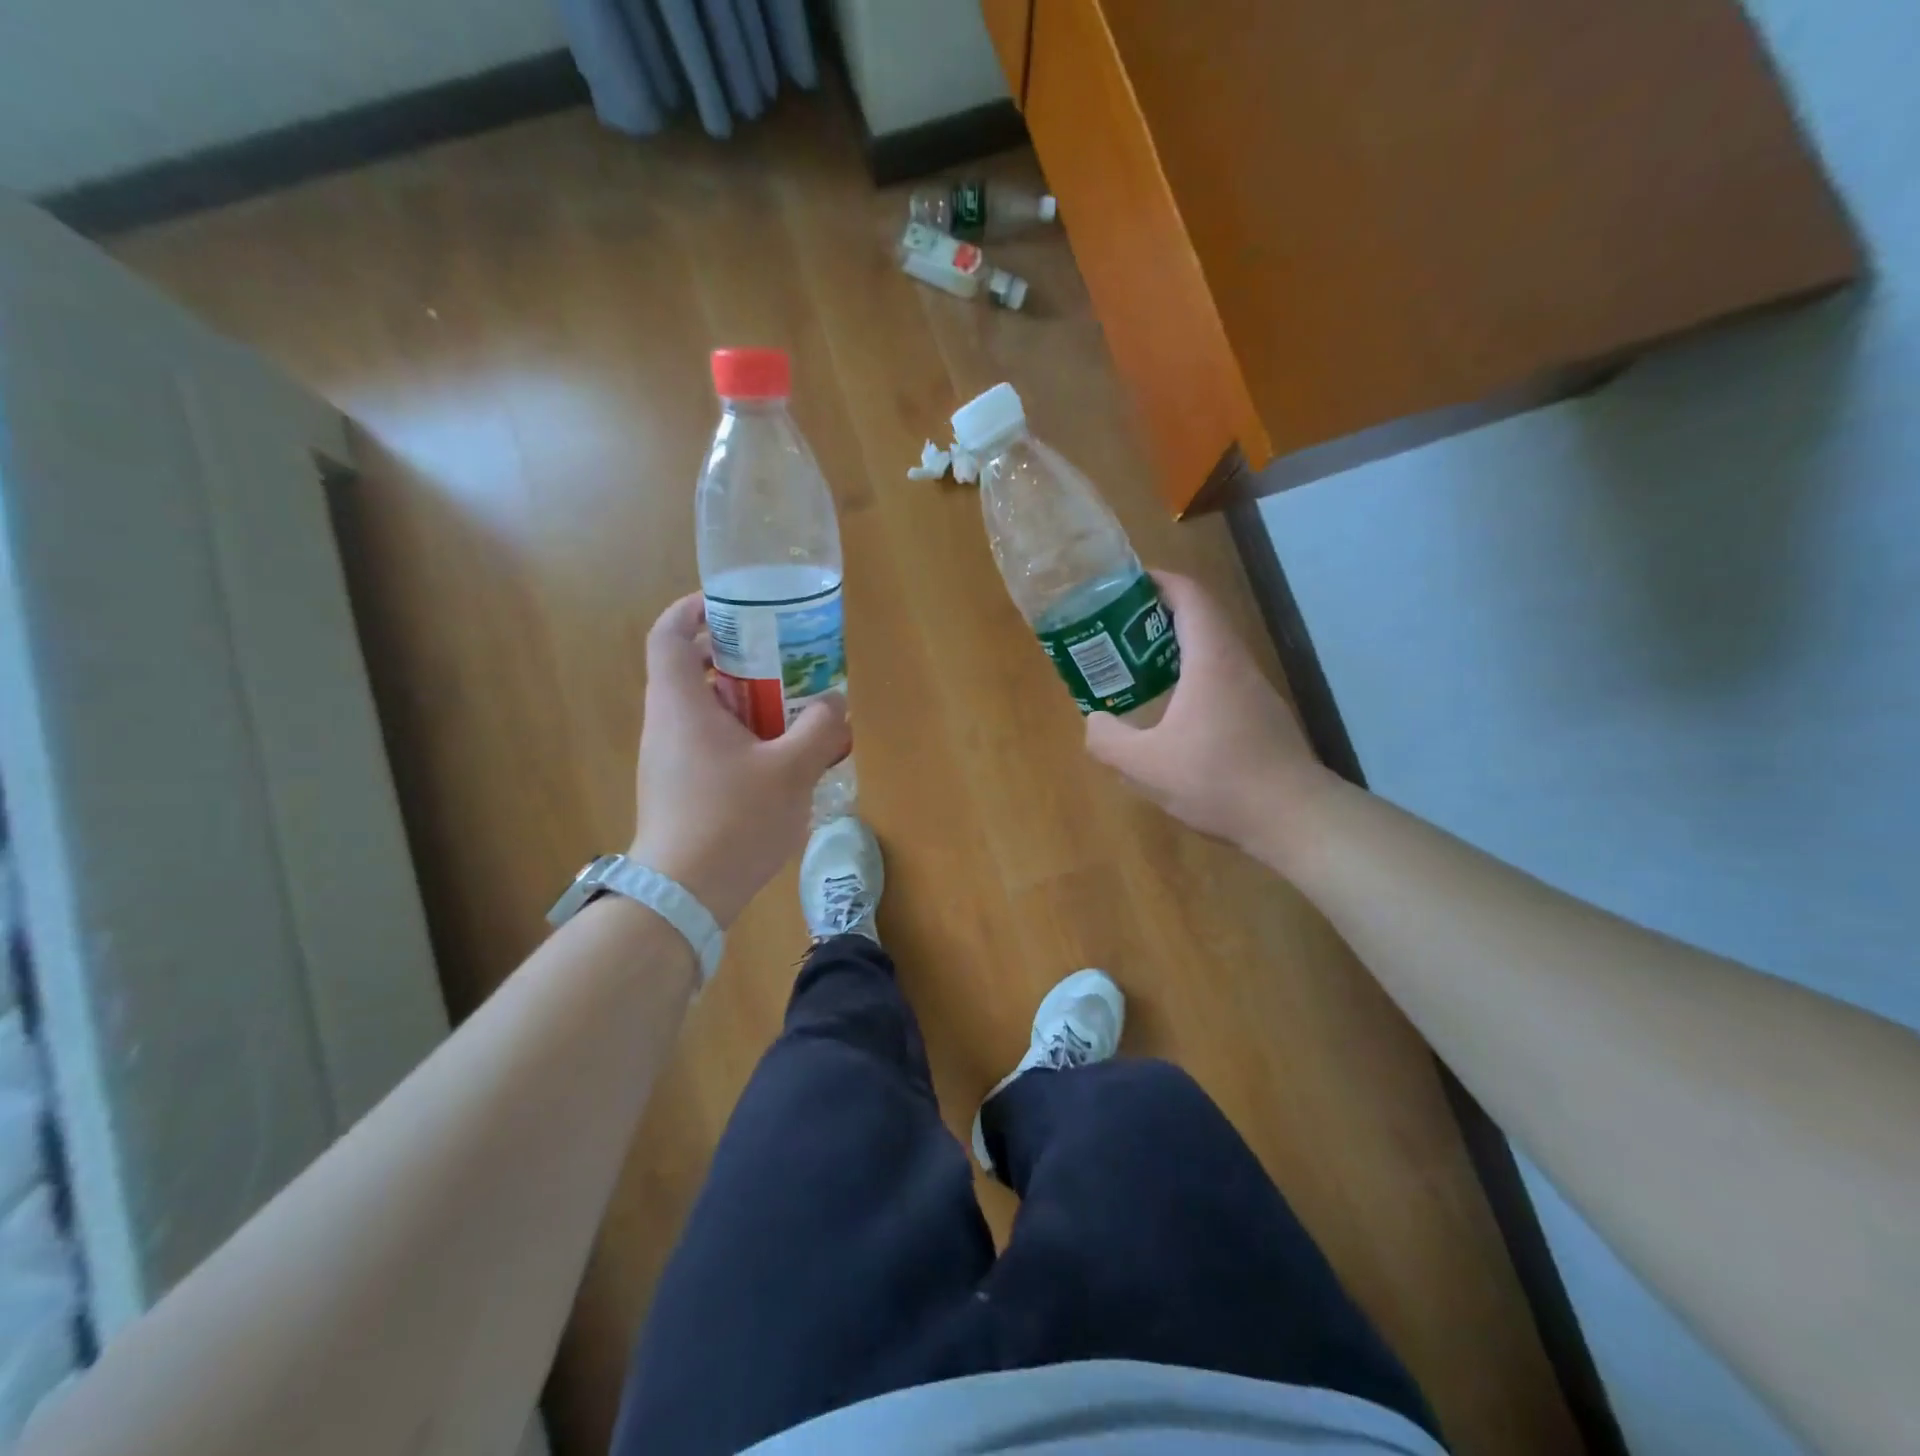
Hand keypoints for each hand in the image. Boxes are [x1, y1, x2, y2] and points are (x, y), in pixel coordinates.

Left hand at [628, 594, 850, 926]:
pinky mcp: (680, 789)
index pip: (670, 634)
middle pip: (693, 669)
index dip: (695, 609)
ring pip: (706, 711)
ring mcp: (669, 760)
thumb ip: (819, 728)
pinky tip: (782, 760)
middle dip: (739, 657)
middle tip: (784, 658)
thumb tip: (834, 703)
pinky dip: (743, 736)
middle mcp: (667, 724)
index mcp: (682, 704)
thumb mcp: (791, 770)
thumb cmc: (732, 820)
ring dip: (747, 701)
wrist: (684, 897)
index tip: (735, 605)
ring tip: (794, 709)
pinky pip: (710, 744)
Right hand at [1084, 571, 1327, 854]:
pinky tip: (1170, 713)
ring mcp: (1255, 692)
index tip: (1126, 583)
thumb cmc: (1219, 780)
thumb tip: (1095, 720)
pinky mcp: (1262, 717)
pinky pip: (1220, 680)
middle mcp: (1237, 665)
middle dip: (1157, 616)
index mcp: (1211, 661)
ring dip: (1174, 650)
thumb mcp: (1146, 766)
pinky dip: (1190, 678)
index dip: (1159, 581)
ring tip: (1135, 668)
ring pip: (1212, 652)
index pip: (1190, 597)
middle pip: (1201, 619)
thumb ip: (1108, 740)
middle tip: (1117, 630)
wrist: (1295, 819)